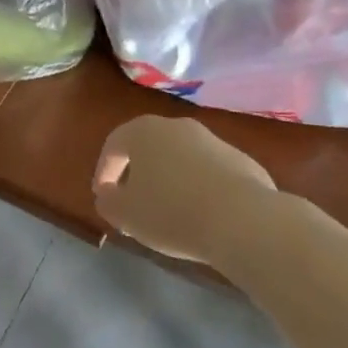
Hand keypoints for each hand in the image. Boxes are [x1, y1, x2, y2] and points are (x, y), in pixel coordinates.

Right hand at [92, 115, 275, 263]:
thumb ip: (108, 201)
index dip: (104, 171)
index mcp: (144, 131)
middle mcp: (178, 126)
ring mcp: (213, 141)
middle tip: (135, 202)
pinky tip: (203, 215)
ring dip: (171, 179)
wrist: (243, 221)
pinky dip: (200, 188)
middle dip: (138, 173)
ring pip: (181, 158)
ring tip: (170, 212)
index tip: (104, 196)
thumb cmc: (172, 212)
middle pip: (149, 147)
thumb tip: (108, 194)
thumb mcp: (125, 214)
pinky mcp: (242, 161)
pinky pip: (210, 172)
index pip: (114, 145)